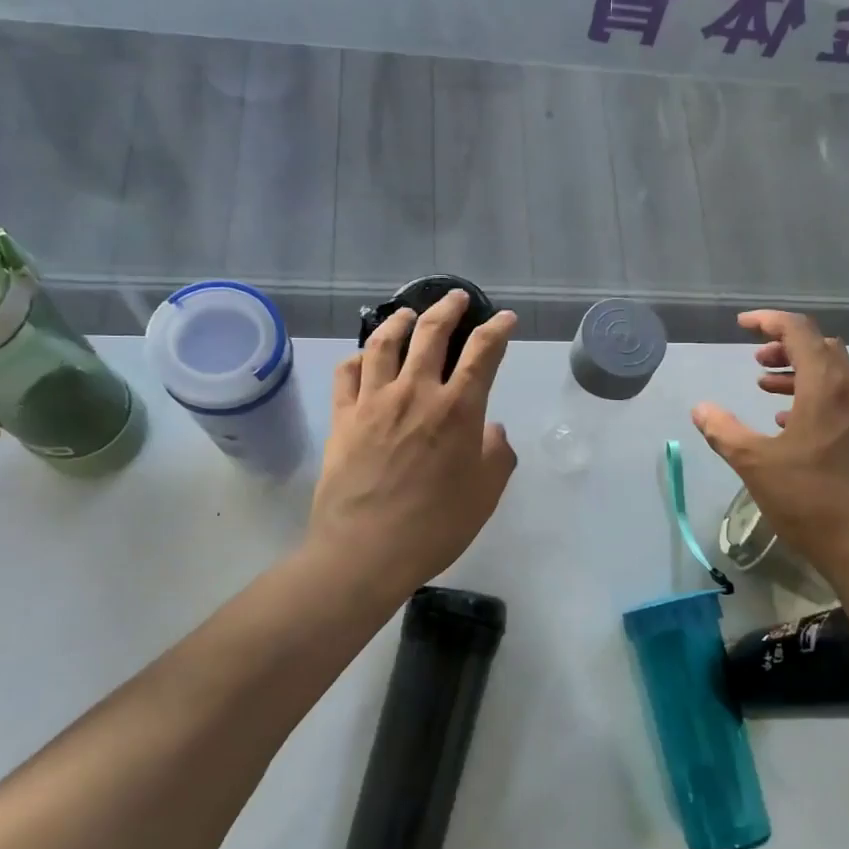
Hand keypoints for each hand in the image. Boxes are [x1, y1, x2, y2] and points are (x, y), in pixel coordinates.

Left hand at [308, 290, 518, 602]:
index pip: (483, 352)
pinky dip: (359, 357)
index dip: (497, 329)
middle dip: (449, 308)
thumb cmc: (436, 525)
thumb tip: (492, 431)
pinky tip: (365, 356)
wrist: (366, 551)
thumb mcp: (486, 494)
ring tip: (407, 312)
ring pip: (384, 343)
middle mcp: (416, 392)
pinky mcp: (343, 417)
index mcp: (458, 409)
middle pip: (431, 332)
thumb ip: (496, 455)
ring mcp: (374, 401)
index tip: (505, 318)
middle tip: (457, 297)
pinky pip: (347, 373)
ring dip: (400, 320)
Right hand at [692, 310, 848, 603]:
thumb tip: (701, 408)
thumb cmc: (812, 501)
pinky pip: (841, 400)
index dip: (769, 322)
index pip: (800, 332)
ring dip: (799, 372)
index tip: (742, 325)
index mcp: (827, 387)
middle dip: (786, 347)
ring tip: (765, 386)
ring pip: (834, 375)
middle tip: (756, 360)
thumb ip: (724, 431)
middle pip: (822, 348)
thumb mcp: (756, 465)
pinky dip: (814, 397)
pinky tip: (790, 424)